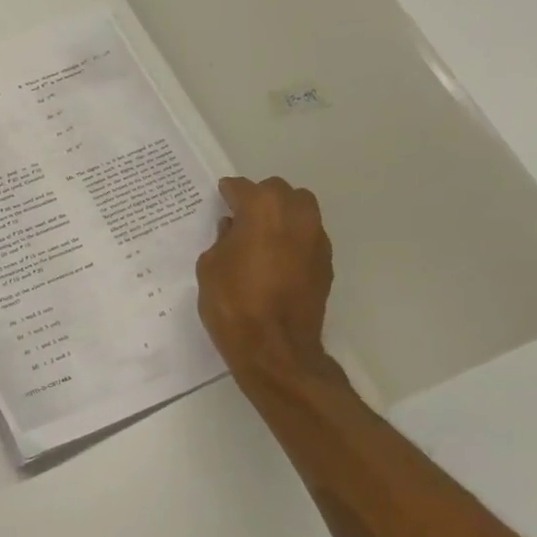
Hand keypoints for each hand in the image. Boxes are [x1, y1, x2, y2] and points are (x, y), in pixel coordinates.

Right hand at [196, 177, 334, 382]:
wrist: (275, 348)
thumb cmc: (233, 303)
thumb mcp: (210, 267)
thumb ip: (222, 240)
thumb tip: (233, 230)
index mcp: (263, 209)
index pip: (243, 188)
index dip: (228, 193)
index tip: (221, 198)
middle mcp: (296, 215)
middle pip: (278, 192)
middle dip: (260, 199)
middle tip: (242, 218)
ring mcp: (316, 239)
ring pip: (301, 210)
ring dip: (282, 216)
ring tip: (262, 236)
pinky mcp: (326, 263)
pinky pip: (308, 237)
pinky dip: (293, 240)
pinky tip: (277, 260)